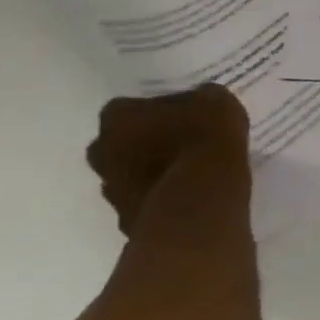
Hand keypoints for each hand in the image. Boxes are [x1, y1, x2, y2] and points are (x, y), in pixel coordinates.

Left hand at [87, 84, 248, 234]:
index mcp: (118, 118)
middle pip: (118, 142)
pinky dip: (158, 196)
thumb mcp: (216, 101)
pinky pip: (142, 200)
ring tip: (187, 169)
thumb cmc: (204, 139)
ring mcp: (111, 191)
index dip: (152, 110)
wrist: (201, 201)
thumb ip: (199, 99)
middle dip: (142, 141)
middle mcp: (103, 153)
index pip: (126, 107)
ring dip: (149, 171)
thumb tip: (197, 105)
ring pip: (127, 174)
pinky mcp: (126, 220)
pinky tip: (187, 194)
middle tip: (178, 140)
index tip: (177, 113)